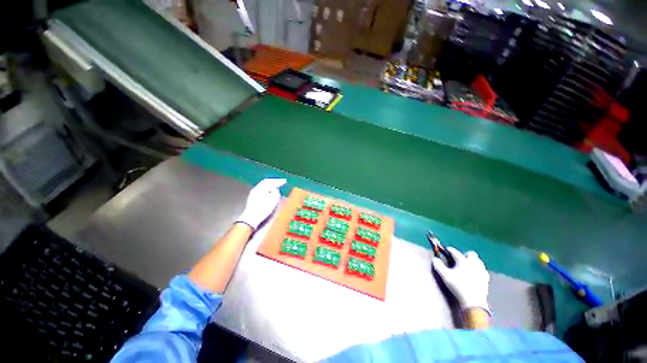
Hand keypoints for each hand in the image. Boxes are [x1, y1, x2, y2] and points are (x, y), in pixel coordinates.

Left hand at [235, 178, 286, 229]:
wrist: (250, 218)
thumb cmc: (262, 211)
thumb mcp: (272, 203)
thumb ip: (276, 194)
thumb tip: (276, 189)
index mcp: (261, 189)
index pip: (272, 183)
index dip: (279, 181)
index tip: (285, 181)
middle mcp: (257, 188)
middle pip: (266, 181)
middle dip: (274, 181)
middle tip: (281, 181)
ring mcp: (253, 192)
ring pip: (263, 184)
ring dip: (270, 183)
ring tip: (276, 184)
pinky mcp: (252, 196)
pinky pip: (261, 187)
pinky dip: (266, 186)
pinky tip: (269, 190)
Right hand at [432, 247, 489, 314]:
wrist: (473, 301)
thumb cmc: (458, 287)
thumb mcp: (445, 276)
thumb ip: (438, 266)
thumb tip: (435, 259)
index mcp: (463, 261)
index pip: (455, 252)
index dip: (449, 250)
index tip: (446, 250)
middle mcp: (473, 263)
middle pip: (471, 254)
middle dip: (465, 255)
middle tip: (459, 260)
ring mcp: (481, 271)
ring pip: (478, 261)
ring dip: (472, 261)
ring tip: (467, 266)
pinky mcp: (486, 279)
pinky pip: (482, 269)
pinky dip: (478, 269)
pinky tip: (474, 274)